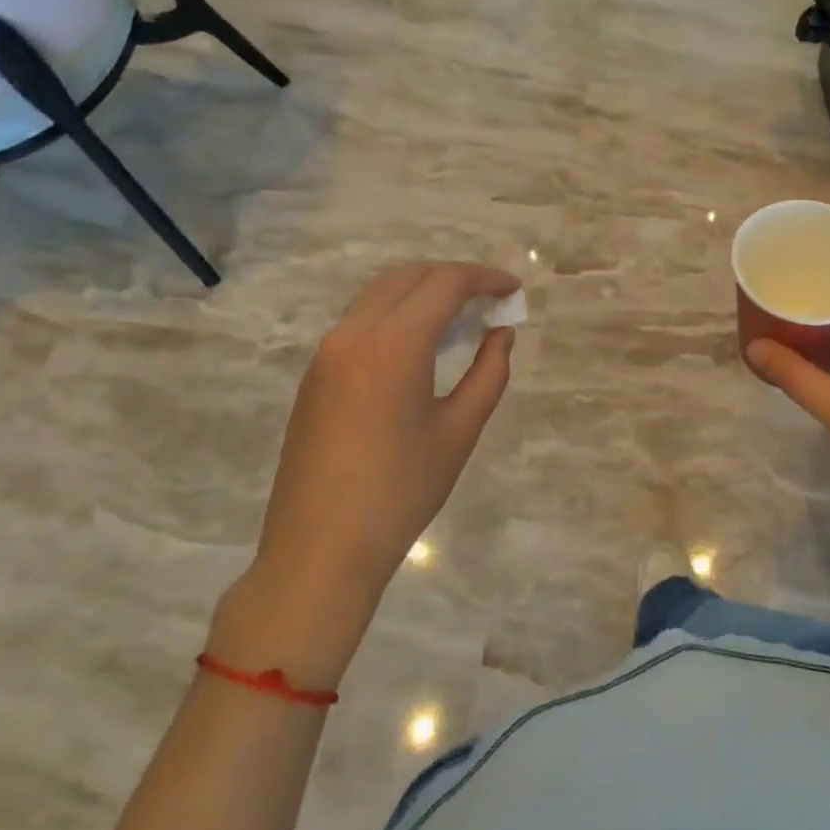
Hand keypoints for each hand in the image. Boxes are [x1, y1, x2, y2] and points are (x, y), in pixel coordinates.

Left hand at [227, 264, 519, 661]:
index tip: (513, 290)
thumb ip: (489, 372)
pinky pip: (361, 321)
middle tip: (490, 301)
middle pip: (410, 277)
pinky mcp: (316, 374)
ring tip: (459, 318)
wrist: (319, 551)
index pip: (445, 283)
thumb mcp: (459, 431)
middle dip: (454, 278)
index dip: (485, 278)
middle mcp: (355, 332)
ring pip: (381, 294)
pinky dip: (396, 314)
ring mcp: (328, 352)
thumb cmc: (400, 492)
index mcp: (394, 343)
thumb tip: (501, 334)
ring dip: (423, 292)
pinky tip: (419, 345)